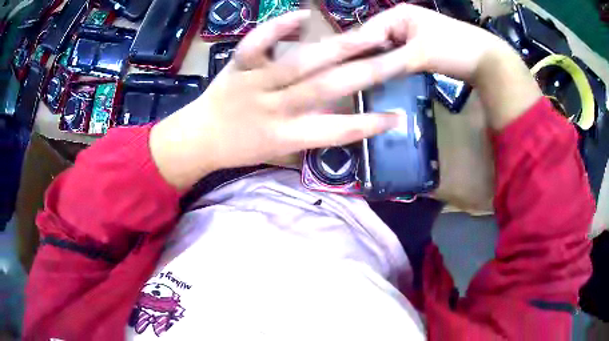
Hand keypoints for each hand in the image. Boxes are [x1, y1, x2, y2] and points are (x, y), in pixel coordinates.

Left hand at [150, 11, 401, 189]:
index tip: (398, 116)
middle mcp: (275, 108)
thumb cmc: (242, 147)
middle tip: (397, 60)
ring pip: (300, 63)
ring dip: (338, 48)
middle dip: (366, 74)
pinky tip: (303, 15)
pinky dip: (278, 27)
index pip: (337, 132)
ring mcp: (255, 82)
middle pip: (327, 89)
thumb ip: (311, 132)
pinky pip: (257, 43)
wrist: (200, 138)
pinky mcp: (238, 65)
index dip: (370, 125)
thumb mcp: (279, 150)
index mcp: (287, 135)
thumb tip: (344, 114)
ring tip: (370, 36)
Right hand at [358, 4, 541, 128]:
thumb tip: (357, 75)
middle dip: (362, 58)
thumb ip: (389, 62)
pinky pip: (396, 57)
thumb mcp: (419, 54)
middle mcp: (400, 21)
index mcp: (398, 14)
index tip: (337, 71)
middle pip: (373, 40)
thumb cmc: (454, 48)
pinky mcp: (418, 48)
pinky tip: (380, 80)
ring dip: (375, 65)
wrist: (486, 60)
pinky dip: (389, 68)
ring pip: (384, 50)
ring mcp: (410, 35)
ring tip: (358, 82)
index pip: (365, 31)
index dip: (352, 50)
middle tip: (346, 79)